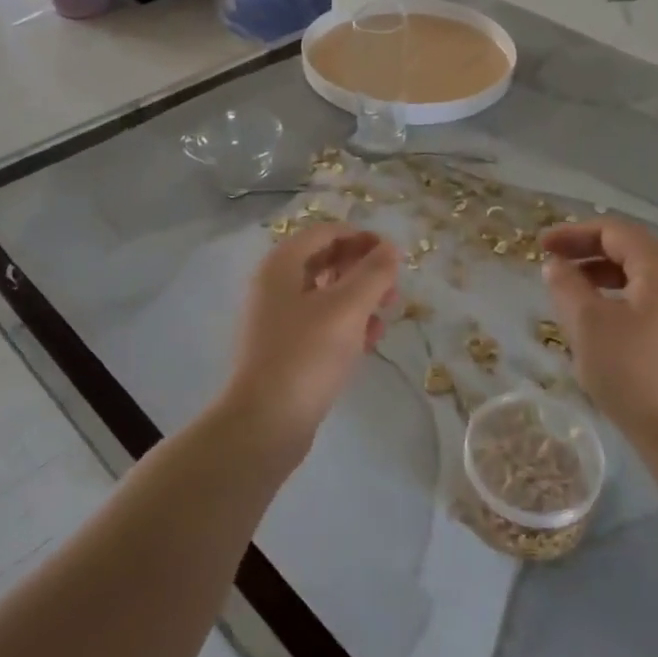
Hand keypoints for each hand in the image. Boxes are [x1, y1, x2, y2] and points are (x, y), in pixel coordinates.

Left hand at [222, 224, 399, 445]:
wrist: (265, 424)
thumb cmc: (306, 355)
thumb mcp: (347, 308)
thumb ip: (373, 273)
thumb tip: (390, 248)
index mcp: (281, 265)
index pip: (325, 233)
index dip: (361, 238)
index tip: (392, 255)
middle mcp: (274, 286)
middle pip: (325, 261)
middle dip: (362, 271)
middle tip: (393, 290)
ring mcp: (277, 319)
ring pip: (326, 295)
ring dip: (359, 300)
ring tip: (384, 319)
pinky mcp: (284, 349)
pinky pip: (320, 324)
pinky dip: (345, 325)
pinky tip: (367, 343)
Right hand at [540, 218, 657, 441]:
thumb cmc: (631, 372)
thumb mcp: (587, 323)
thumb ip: (567, 285)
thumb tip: (556, 265)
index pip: (615, 232)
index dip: (574, 233)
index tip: (541, 246)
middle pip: (630, 250)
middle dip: (587, 252)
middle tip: (552, 264)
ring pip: (639, 276)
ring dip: (600, 275)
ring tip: (569, 289)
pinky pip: (648, 299)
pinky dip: (618, 296)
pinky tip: (597, 317)